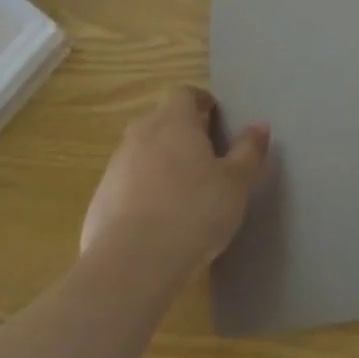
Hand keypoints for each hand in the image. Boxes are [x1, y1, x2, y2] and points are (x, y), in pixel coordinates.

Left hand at [80, 87, 270, 274]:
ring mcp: (115, 168)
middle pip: (159, 120)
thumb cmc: (194, 211)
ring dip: (159, 162)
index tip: (214, 116)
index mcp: (174, 122)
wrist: (131, 263)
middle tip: (203, 153)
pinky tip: (157, 220)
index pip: (183, 94)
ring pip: (140, 152)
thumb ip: (248, 152)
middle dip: (179, 130)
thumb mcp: (236, 183)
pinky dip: (141, 192)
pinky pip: (125, 185)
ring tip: (182, 189)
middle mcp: (140, 136)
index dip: (199, 101)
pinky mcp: (99, 201)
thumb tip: (259, 127)